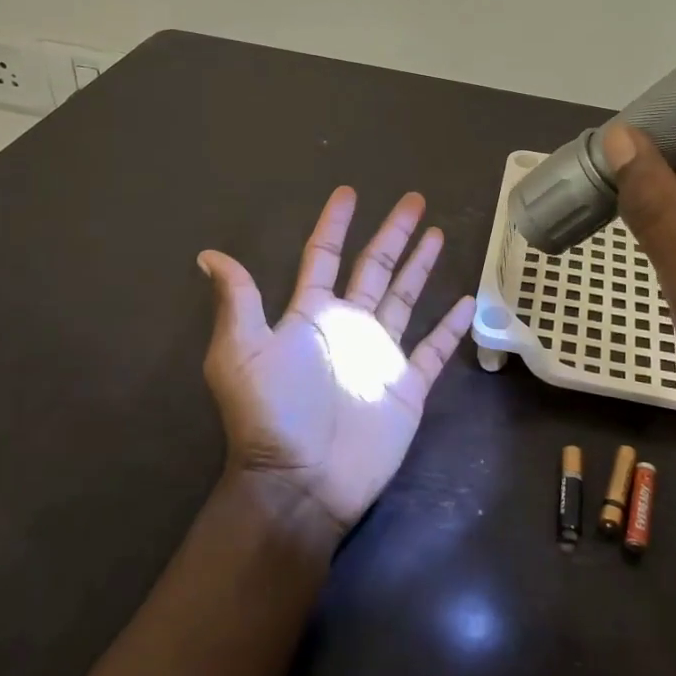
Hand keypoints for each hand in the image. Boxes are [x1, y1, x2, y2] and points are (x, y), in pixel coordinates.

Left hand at [196, 188, 474, 535]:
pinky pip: (433, 349)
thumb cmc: (272, 414)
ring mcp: (380, 353)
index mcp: (311, 314)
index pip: (324, 256)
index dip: (335, 224)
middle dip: (393, 233)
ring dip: (421, 266)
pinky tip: (466, 301)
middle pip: (374, 267)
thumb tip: (209, 255)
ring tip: (437, 233)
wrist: (302, 482)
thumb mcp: (240, 353)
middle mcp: (348, 325)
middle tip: (413, 200)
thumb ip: (237, 301)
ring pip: (406, 298)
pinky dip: (450, 327)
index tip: (348, 193)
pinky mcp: (407, 384)